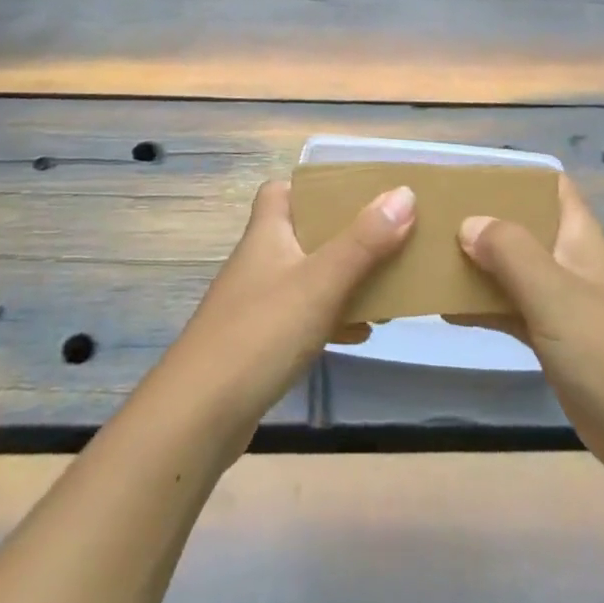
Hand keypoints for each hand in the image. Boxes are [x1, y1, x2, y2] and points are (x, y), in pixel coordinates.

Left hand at [151, 179, 416, 450]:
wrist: (199, 416)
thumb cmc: (260, 333)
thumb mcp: (321, 282)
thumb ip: (364, 240)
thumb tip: (404, 193)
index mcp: (268, 232)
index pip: (281, 189)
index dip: (313, 186)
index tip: (354, 192)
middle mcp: (261, 259)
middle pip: (305, 231)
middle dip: (345, 234)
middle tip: (386, 237)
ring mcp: (258, 303)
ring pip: (309, 276)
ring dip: (345, 278)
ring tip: (387, 285)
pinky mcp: (261, 343)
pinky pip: (305, 316)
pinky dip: (334, 317)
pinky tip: (362, 332)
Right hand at [457, 175, 603, 483]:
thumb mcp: (555, 293)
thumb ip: (510, 252)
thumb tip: (468, 223)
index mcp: (581, 238)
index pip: (552, 186)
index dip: (517, 175)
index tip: (470, 176)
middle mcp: (572, 263)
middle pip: (526, 227)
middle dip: (486, 219)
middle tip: (438, 216)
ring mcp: (565, 304)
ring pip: (515, 270)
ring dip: (481, 263)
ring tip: (432, 257)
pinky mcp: (556, 342)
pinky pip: (514, 311)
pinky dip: (486, 307)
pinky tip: (449, 309)